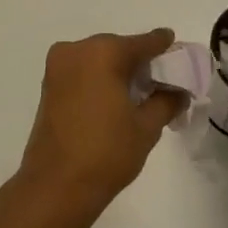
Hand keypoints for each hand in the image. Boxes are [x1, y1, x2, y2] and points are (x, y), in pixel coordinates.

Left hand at [16, 29, 183, 219]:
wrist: (56, 185)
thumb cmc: (106, 153)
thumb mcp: (146, 127)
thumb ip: (166, 101)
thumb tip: (178, 91)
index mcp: (103, 53)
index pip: (142, 43)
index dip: (162, 45)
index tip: (175, 45)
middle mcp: (76, 50)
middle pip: (117, 48)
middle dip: (139, 60)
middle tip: (161, 77)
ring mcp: (57, 67)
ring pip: (97, 59)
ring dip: (117, 69)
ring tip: (140, 91)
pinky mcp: (48, 85)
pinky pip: (82, 71)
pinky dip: (99, 78)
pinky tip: (115, 96)